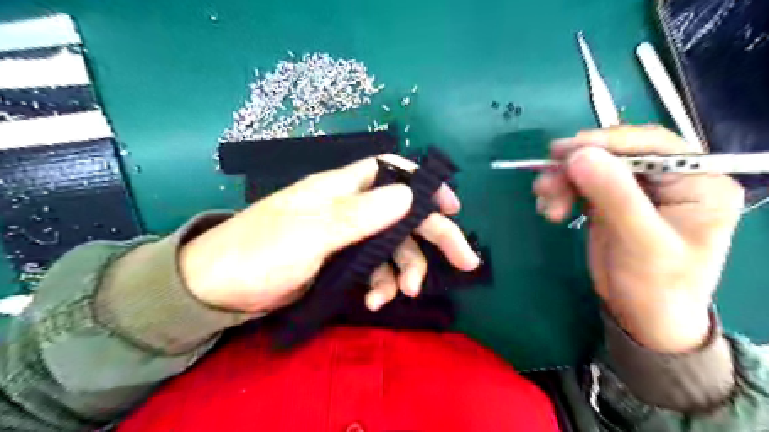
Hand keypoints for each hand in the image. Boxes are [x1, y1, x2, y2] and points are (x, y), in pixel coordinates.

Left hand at [181, 154, 478, 313]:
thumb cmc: (259, 251)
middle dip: (434, 236)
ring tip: (403, 293)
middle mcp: (349, 208)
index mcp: (341, 189)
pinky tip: (375, 300)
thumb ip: (359, 215)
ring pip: (393, 246)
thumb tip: (408, 195)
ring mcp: (347, 237)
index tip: (451, 207)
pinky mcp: (342, 262)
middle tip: (465, 259)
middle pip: (403, 214)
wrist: (220, 289)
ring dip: (405, 269)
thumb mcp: (310, 233)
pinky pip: (375, 269)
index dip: (424, 185)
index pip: (391, 172)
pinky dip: (382, 284)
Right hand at [537, 124, 744, 350]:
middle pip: (615, 154)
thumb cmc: (656, 285)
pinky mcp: (611, 202)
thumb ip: (614, 195)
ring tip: (545, 202)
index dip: (606, 142)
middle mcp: (668, 179)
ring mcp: (636, 190)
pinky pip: (581, 185)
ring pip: (592, 168)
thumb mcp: (640, 242)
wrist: (642, 317)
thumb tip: (579, 155)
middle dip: (576, 167)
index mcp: (697, 182)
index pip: (652, 145)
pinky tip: (551, 209)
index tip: (565, 152)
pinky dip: (561, 192)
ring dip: (563, 181)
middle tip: (546, 182)